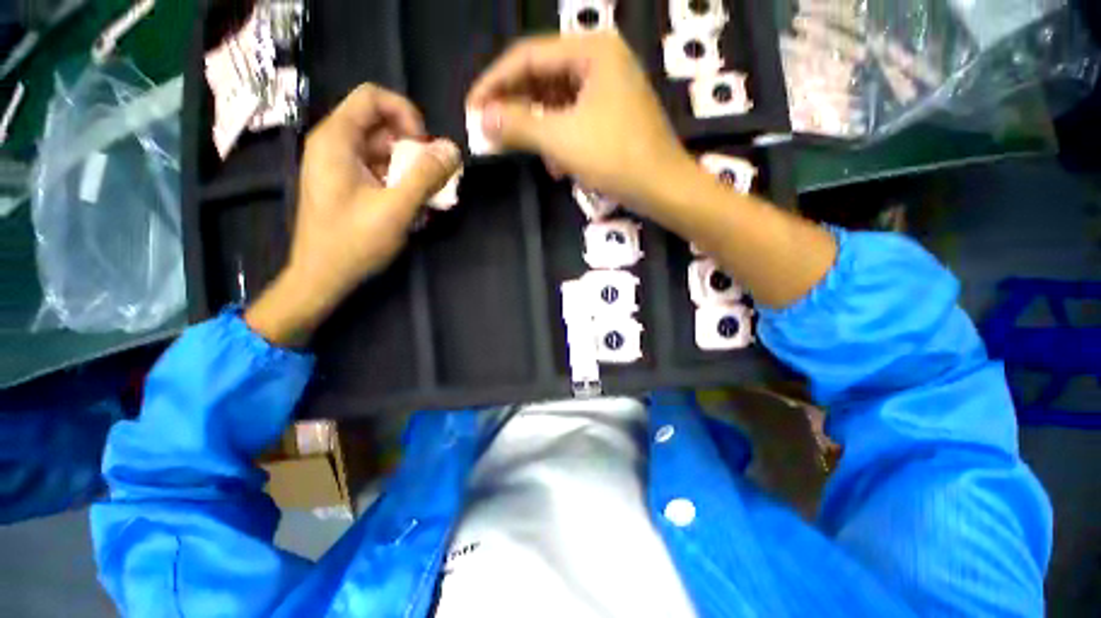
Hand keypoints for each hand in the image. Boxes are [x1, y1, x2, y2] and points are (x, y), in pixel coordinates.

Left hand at [246, 84, 460, 346]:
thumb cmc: (353, 242)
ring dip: (412, 169)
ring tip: (429, 196)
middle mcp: (335, 145)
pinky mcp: (347, 185)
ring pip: (383, 150)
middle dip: (414, 147)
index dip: (406, 113)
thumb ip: (425, 176)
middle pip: (382, 125)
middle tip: (434, 177)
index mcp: (337, 139)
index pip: (373, 97)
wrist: (322, 277)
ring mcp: (340, 166)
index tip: (425, 145)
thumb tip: (452, 150)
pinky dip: (401, 182)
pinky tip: (414, 206)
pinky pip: (379, 170)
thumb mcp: (396, 208)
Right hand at [467, 33, 696, 212]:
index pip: (527, 57)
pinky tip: (554, 163)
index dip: (494, 83)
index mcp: (591, 50)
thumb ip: (518, 125)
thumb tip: (481, 119)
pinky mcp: (611, 114)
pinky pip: (573, 118)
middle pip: (542, 77)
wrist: (662, 188)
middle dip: (514, 107)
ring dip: (536, 127)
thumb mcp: (561, 140)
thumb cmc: (615, 158)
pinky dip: (558, 138)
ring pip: (556, 101)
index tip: (471, 109)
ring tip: (519, 149)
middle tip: (489, 130)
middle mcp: (600, 60)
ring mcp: (608, 88)